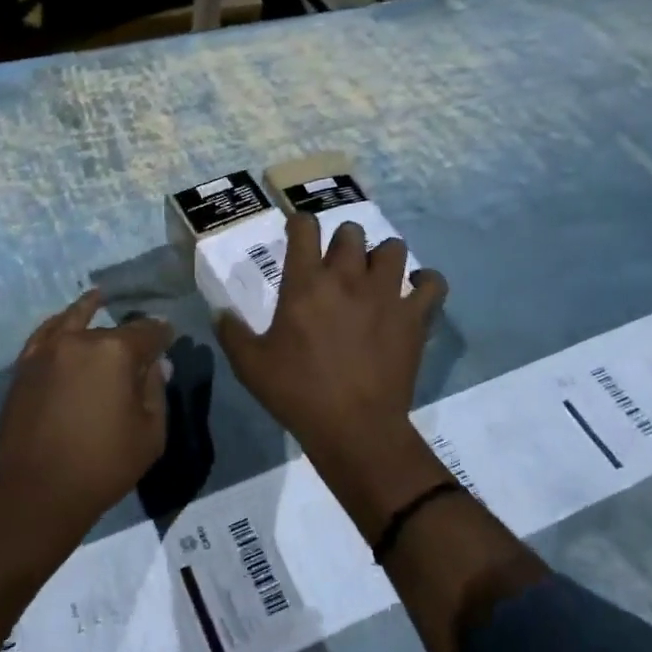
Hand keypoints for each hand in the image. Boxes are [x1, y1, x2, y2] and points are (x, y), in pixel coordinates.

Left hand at [0, 290, 172, 540]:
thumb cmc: (104, 465)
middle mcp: (80, 340)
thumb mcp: (150, 433)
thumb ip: (156, 390)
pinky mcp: (24, 367)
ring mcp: (47, 351)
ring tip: (99, 298)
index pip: (148, 332)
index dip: (162, 334)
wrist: (38, 493)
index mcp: (116, 352)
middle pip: (112, 329)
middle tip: (141, 342)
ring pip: (74, 321)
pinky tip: (64, 321)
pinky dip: (58, 324)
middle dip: (130, 334)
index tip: (169, 337)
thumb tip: (156, 363)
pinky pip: (44, 334)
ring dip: (89, 311)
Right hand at [216, 216, 447, 523]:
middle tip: (337, 265)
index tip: (298, 233)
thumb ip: (232, 332)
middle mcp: (347, 278)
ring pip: (393, 248)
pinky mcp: (414, 316)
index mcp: (305, 283)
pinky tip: (414, 290)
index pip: (304, 228)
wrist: (354, 428)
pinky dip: (426, 281)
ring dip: (382, 256)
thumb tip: (219, 312)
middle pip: (350, 231)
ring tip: (375, 276)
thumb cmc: (298, 393)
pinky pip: (432, 283)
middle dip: (342, 241)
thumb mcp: (250, 365)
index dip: (300, 224)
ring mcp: (385, 294)